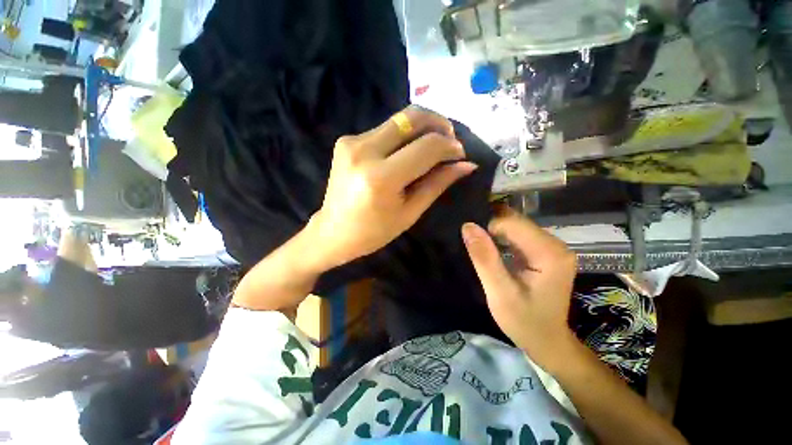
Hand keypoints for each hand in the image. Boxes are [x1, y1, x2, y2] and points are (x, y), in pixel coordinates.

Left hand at [308, 106, 477, 269]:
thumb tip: (466, 164)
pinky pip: (384, 129)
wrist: (333, 232)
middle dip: (439, 123)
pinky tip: (407, 152)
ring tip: (432, 146)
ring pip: (398, 120)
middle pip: (412, 118)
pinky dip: (403, 135)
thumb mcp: (409, 212)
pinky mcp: (346, 140)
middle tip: (450, 140)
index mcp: (381, 177)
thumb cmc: (373, 232)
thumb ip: (437, 184)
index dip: (449, 147)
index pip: (426, 147)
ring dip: (422, 128)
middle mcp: (364, 151)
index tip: (460, 155)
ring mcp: (351, 141)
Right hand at [461, 211, 578, 369]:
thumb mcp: (499, 293)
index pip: (512, 224)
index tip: (476, 249)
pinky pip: (519, 236)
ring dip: (496, 234)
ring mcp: (553, 248)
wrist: (548, 342)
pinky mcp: (546, 252)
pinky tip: (493, 250)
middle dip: (492, 230)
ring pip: (516, 227)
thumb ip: (484, 258)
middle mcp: (556, 245)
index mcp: (549, 253)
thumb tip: (468, 226)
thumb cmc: (524, 322)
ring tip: (482, 248)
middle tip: (476, 247)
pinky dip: (503, 239)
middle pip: (516, 222)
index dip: (489, 231)